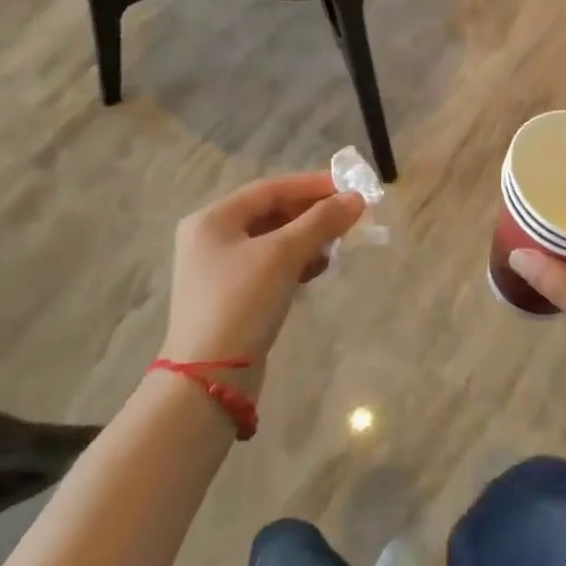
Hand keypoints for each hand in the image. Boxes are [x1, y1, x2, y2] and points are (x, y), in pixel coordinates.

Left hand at [159, 172, 363, 393]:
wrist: (210, 381)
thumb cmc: (242, 304)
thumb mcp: (284, 255)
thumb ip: (321, 222)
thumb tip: (356, 199)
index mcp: (212, 219)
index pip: (270, 189)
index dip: (312, 185)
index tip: (349, 186)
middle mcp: (211, 238)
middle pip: (271, 212)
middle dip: (312, 213)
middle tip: (349, 215)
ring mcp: (219, 269)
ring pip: (273, 240)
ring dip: (308, 237)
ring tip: (340, 242)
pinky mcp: (231, 296)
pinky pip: (270, 265)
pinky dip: (296, 261)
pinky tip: (319, 268)